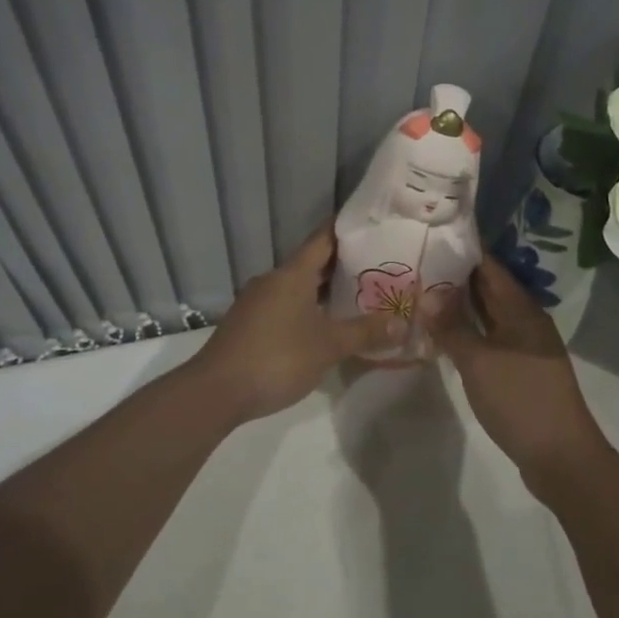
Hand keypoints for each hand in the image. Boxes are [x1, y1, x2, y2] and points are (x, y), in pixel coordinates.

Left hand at [192, 225, 401, 422]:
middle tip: (377, 268)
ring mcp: (256, 302)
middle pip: (311, 264)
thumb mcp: (328, 346)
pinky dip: (306, 309)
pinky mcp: (248, 324)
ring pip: (297, 287)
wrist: (217, 391)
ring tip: (356, 298)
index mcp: (292, 274)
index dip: (345, 230)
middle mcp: (272, 280)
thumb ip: (365, 332)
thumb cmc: (278, 357)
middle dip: (342, 266)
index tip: (370, 226)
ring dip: (323, 291)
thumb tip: (402, 323)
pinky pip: (284, 306)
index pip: (323, 239)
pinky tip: (322, 327)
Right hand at [432, 257, 607, 486]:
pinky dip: (469, 332)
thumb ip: (452, 327)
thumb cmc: (519, 399)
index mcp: (521, 310)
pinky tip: (445, 336)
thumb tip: (427, 294)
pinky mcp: (521, 370)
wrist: (561, 456)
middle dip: (456, 277)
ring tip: (423, 295)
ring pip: (489, 316)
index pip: (489, 267)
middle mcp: (526, 321)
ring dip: (461, 306)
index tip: (432, 238)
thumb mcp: (478, 361)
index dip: (463, 251)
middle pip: (490, 289)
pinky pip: (491, 338)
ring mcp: (526, 347)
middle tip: (418, 265)